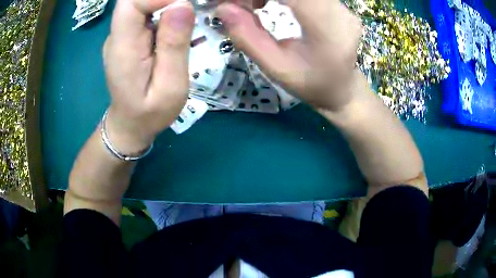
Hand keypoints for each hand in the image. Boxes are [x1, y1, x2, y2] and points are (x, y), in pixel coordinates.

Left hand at [103, 0, 193, 153]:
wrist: (130, 124)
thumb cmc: (150, 113)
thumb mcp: (170, 86)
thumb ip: (174, 46)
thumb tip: (183, 4)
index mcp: (123, 47)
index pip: (131, 4)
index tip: (186, 5)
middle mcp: (118, 36)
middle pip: (135, 0)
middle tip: (190, 11)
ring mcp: (122, 36)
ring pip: (141, 4)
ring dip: (166, 4)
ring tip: (187, 20)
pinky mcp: (129, 37)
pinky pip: (145, 13)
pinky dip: (163, 10)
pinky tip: (177, 25)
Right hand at [216, 0, 361, 110]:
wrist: (343, 88)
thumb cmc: (312, 84)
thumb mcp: (277, 68)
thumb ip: (249, 38)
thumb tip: (223, 9)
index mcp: (325, 26)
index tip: (228, 2)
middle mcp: (336, 8)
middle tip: (235, 5)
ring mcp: (337, 4)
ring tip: (250, 6)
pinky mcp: (333, 2)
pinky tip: (266, 2)